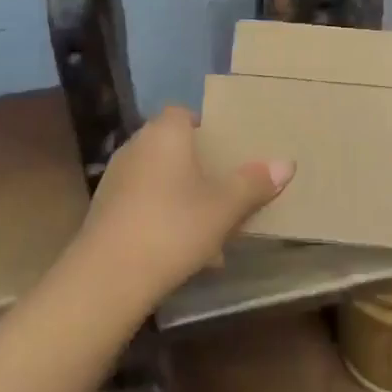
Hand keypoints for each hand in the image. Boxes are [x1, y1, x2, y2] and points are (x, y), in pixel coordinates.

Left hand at [72, 106, 293, 306]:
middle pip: (173, 147)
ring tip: (210, 227)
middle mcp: (136, 146)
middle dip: (199, 167)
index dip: (206, 128)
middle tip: (225, 189)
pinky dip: (163, 217)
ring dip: (182, 196)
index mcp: (165, 133)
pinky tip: (182, 250)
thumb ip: (254, 183)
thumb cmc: (172, 227)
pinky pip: (143, 203)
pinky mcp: (104, 211)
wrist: (107, 278)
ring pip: (159, 178)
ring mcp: (116, 178)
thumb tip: (287, 163)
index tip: (228, 151)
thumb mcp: (224, 207)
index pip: (184, 113)